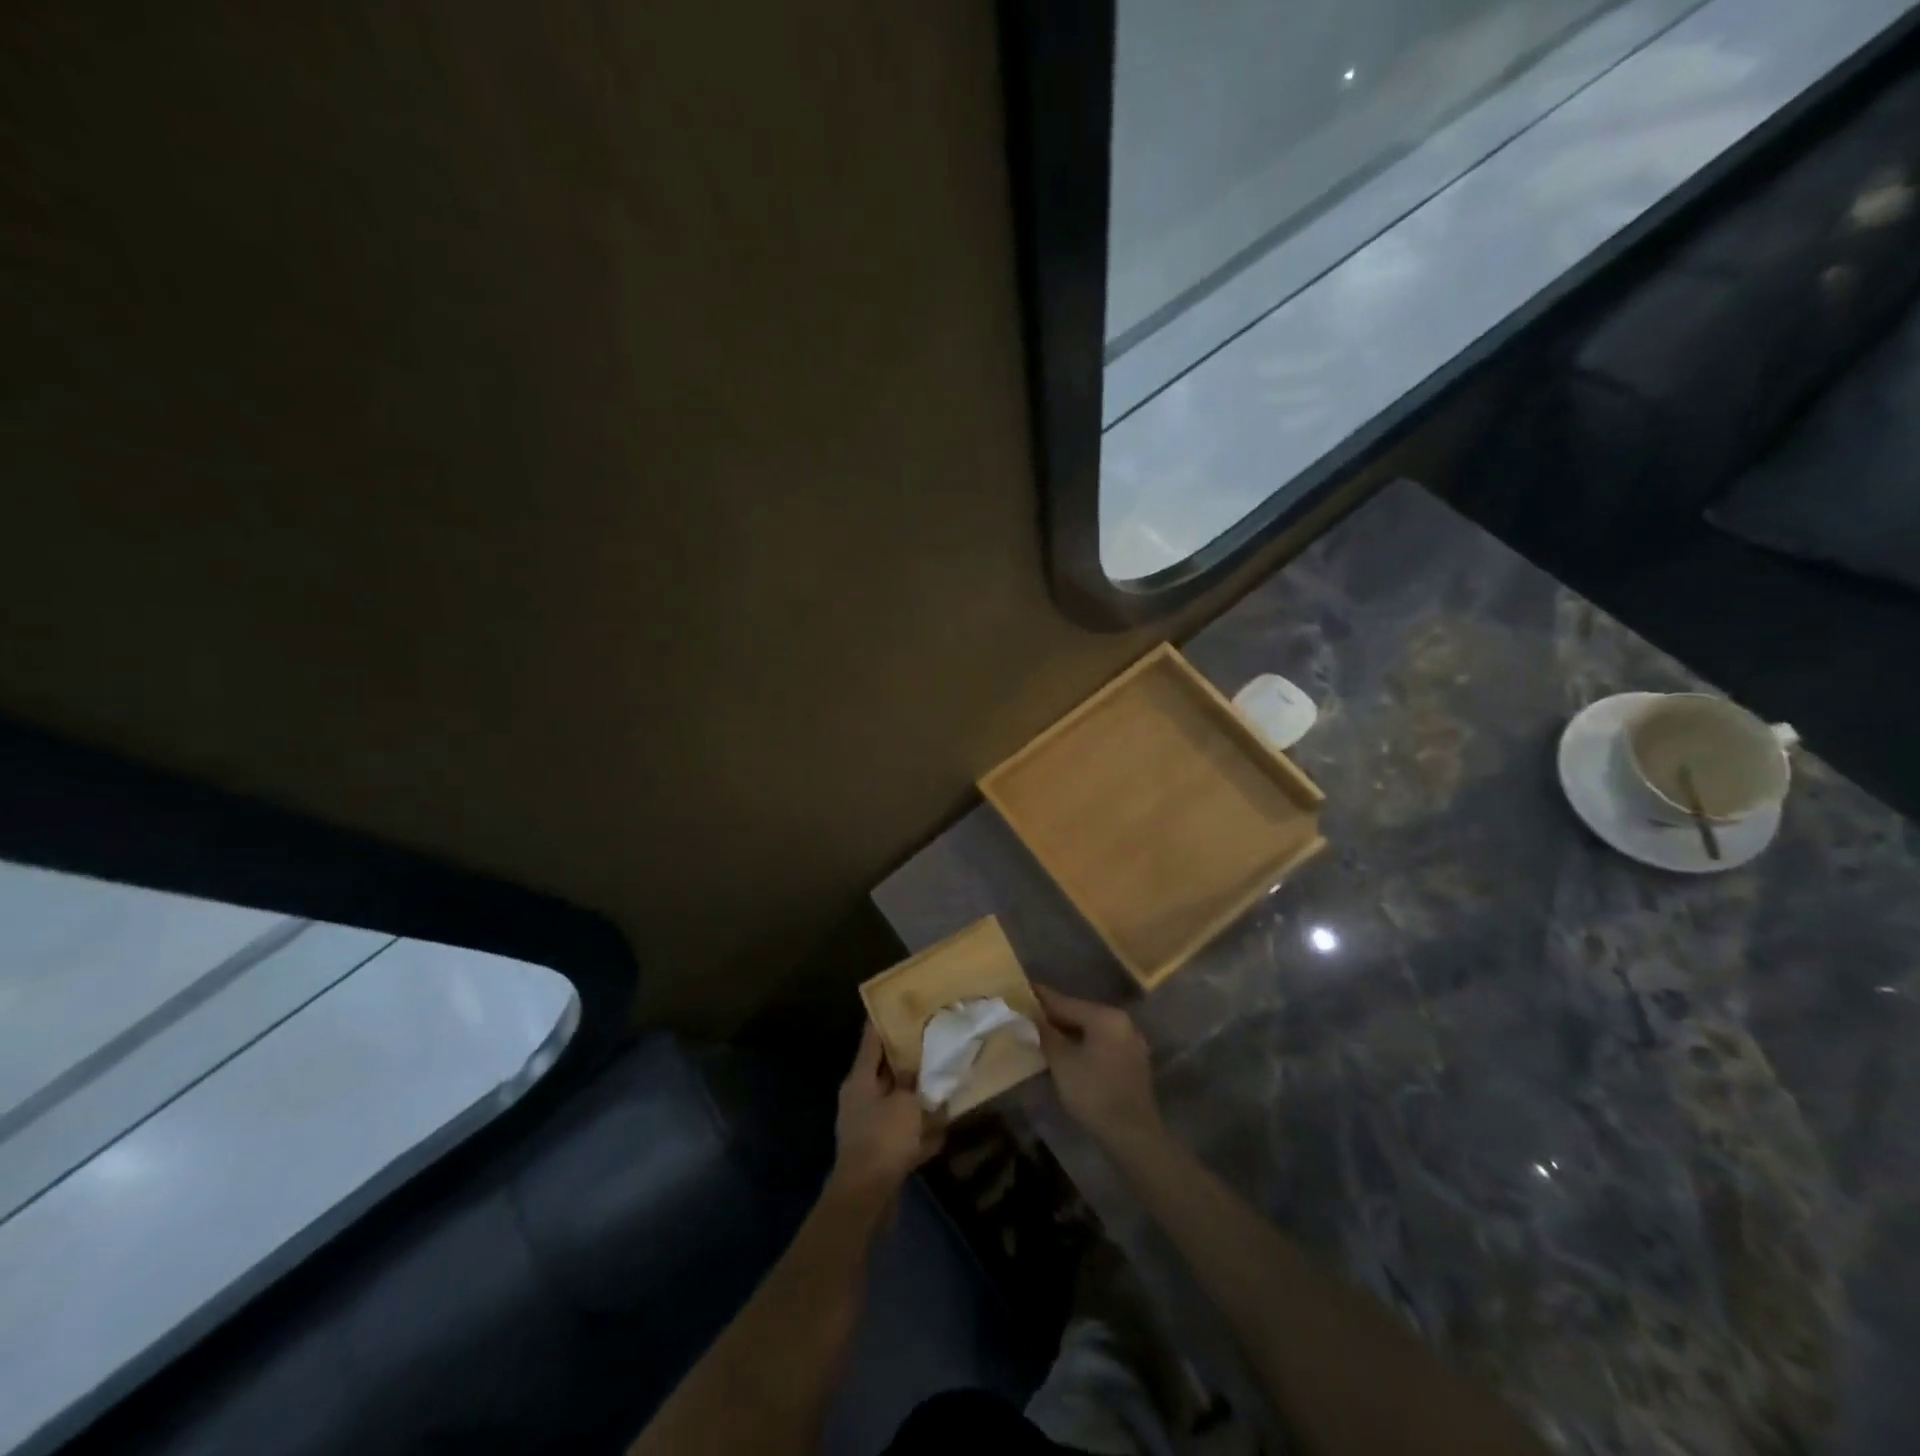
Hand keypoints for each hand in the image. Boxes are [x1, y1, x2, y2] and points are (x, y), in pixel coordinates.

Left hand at [832, 1024, 945, 1198]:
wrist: (866, 1199)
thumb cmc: (883, 1139)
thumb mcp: (905, 1103)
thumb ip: (913, 1082)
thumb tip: (916, 1071)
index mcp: (859, 1080)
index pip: (871, 1040)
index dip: (885, 1021)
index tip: (901, 1004)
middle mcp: (860, 1099)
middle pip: (886, 1071)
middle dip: (909, 1061)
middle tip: (933, 1044)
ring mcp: (868, 1127)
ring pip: (896, 1103)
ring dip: (917, 1098)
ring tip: (943, 1085)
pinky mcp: (878, 1153)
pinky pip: (902, 1132)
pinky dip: (919, 1131)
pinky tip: (942, 1128)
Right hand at [1034, 985, 1162, 1151]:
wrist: (1132, 1134)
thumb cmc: (1093, 1093)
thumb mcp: (1062, 1062)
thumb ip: (1046, 1034)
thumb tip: (1032, 1016)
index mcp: (1105, 1017)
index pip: (1066, 1002)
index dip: (1042, 998)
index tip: (1023, 989)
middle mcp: (1122, 1022)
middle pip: (1081, 1013)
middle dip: (1056, 1015)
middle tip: (1030, 1014)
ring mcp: (1131, 1041)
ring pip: (1093, 1029)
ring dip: (1070, 1030)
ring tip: (1045, 1032)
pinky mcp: (1134, 1060)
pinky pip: (1103, 1042)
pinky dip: (1085, 1043)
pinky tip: (1069, 1051)